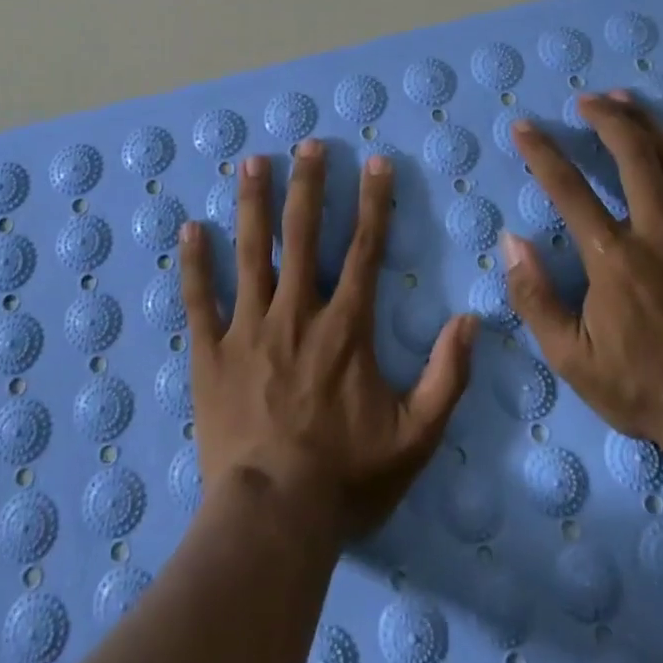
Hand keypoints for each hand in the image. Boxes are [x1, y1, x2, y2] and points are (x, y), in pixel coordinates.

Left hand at [180, 140, 476, 539]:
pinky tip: (190, 228)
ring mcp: (249, 327)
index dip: (374, 202)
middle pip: (303, 234)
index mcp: (345, 327)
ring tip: (251, 162)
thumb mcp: (415, 437)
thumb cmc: (345, 478)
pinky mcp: (212, 351)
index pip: (365, 249)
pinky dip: (194, 263)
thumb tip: (473, 320)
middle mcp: (296, 312)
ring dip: (253, 204)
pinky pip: (199, 299)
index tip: (376, 162)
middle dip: (308, 185)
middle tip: (306, 144)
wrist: (273, 517)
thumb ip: (448, 377)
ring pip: (251, 252)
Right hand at [503, 92, 662, 448]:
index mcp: (612, 258)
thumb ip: (535, 298)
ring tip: (626, 99)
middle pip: (630, 156)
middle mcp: (656, 233)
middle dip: (605, 119)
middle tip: (586, 100)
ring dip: (647, 124)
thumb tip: (511, 241)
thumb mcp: (571, 358)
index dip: (542, 152)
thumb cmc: (643, 387)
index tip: (524, 127)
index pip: (568, 189)